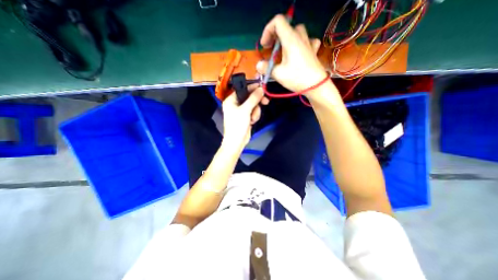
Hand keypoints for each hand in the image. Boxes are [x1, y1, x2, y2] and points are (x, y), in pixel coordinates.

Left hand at [221, 83, 267, 150]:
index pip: (243, 89)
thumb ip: (253, 98)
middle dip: (257, 102)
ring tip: (253, 119)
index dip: (253, 88)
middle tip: (265, 101)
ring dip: (256, 112)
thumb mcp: (245, 110)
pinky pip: (254, 112)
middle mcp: (236, 104)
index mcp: (231, 100)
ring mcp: (241, 111)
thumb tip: (261, 89)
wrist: (236, 142)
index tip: (262, 87)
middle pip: (250, 97)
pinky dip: (255, 116)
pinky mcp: (246, 117)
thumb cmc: (237, 125)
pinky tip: (252, 122)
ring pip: (253, 105)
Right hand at [257, 14, 329, 95]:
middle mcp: (300, 37)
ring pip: (297, 32)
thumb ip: (266, 68)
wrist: (316, 85)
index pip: (278, 21)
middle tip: (271, 50)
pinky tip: (299, 52)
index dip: (268, 31)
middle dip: (275, 36)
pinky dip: (301, 43)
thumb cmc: (297, 78)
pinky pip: (308, 40)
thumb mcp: (278, 74)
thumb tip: (258, 65)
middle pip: (286, 27)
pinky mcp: (313, 50)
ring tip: (283, 51)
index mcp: (290, 39)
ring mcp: (308, 43)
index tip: (265, 46)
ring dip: (287, 38)